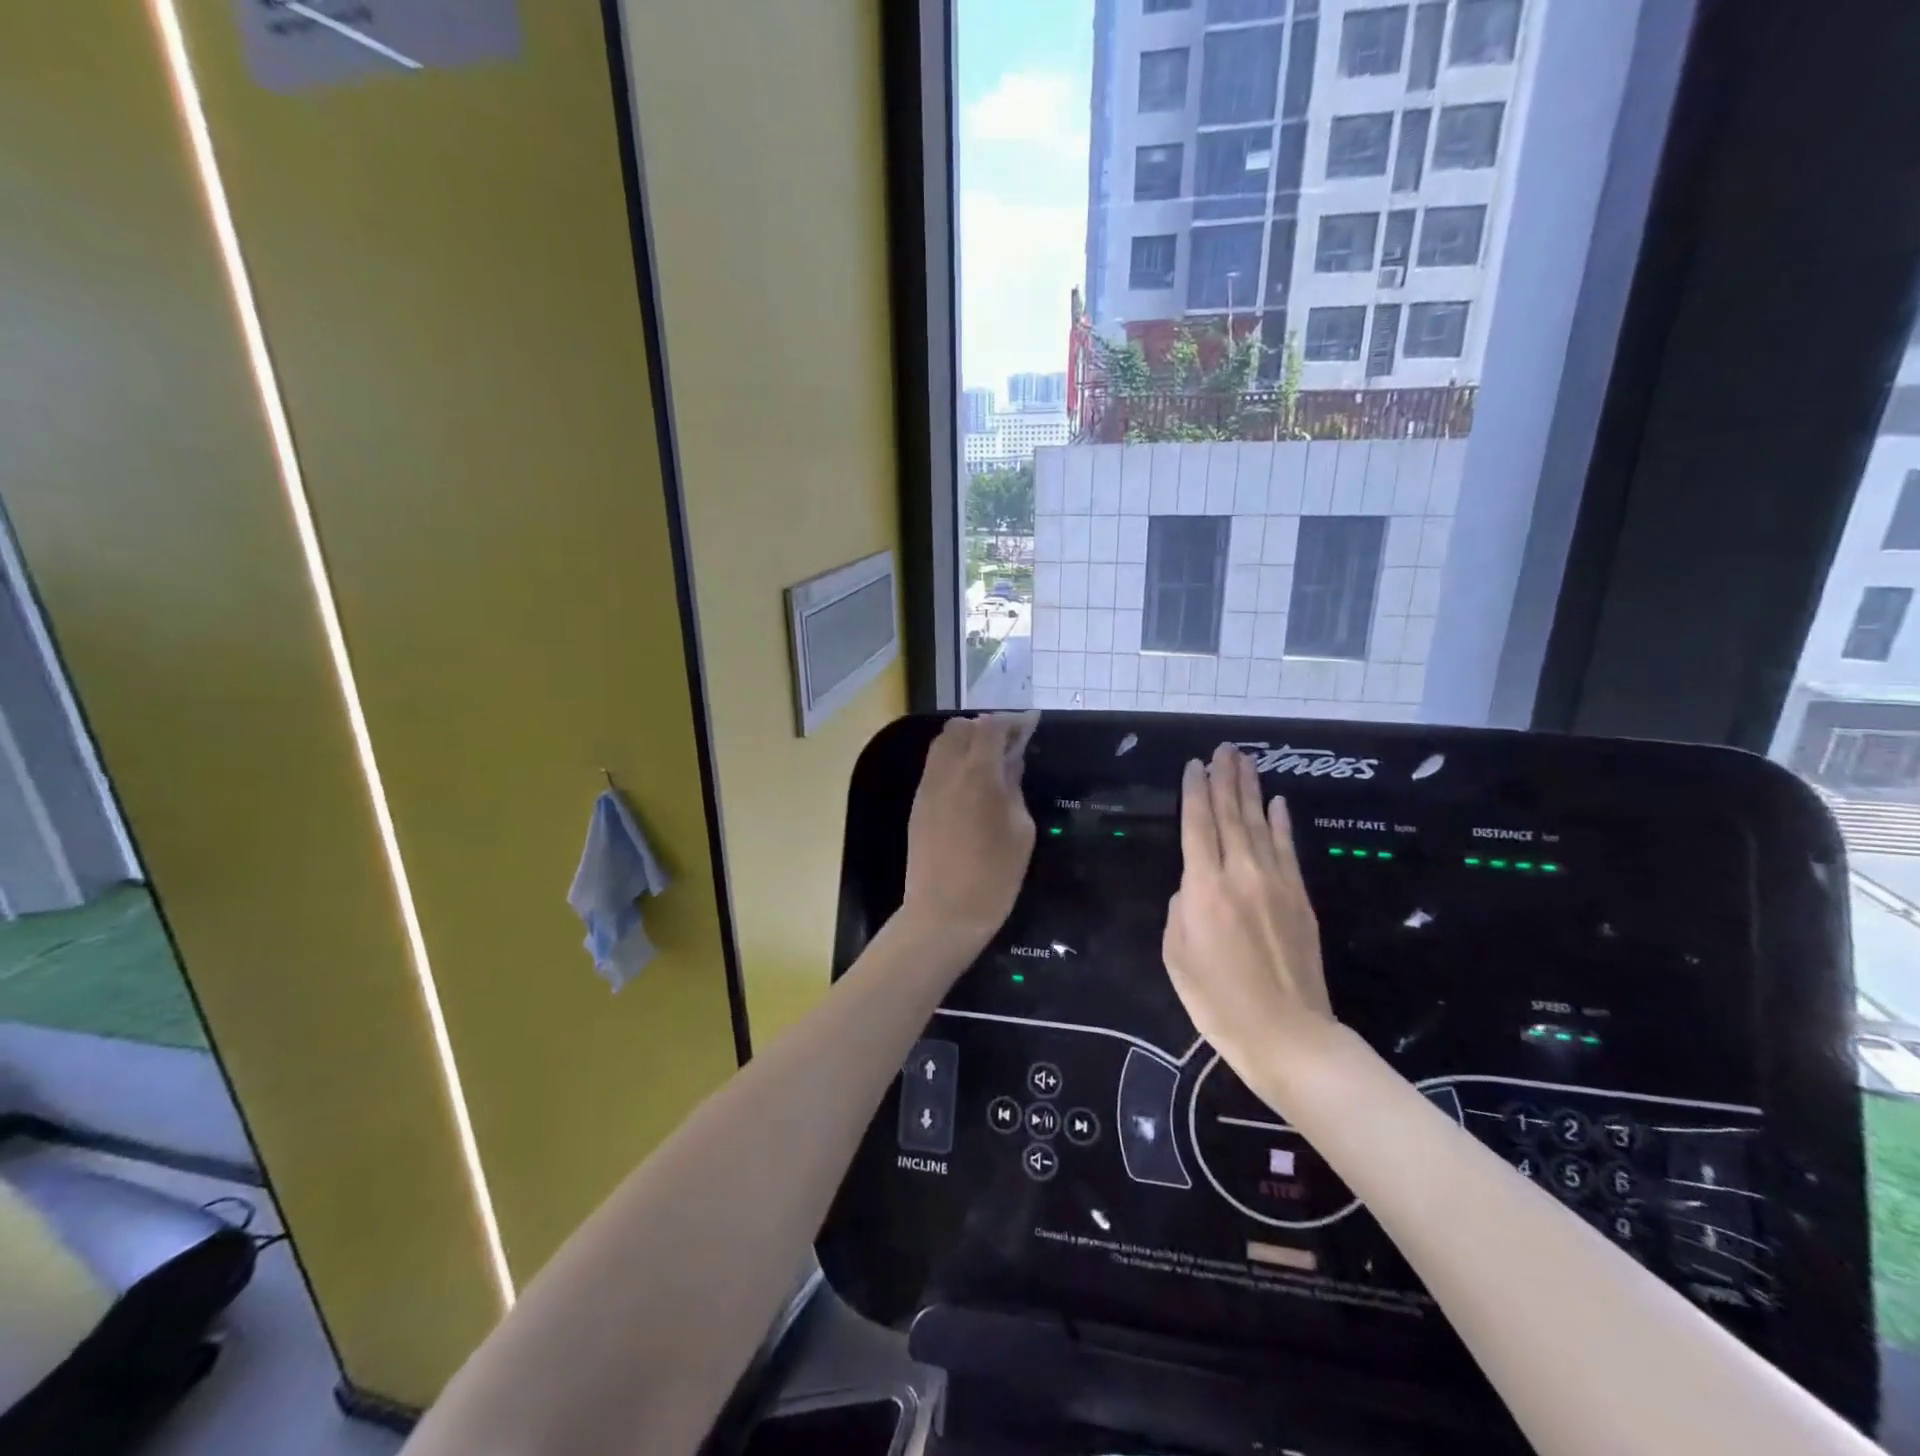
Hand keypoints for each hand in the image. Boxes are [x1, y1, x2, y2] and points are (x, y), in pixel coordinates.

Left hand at [900, 714, 1036, 948]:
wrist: (944, 914)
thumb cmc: (994, 877)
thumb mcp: (1020, 831)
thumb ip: (1014, 787)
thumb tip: (1011, 760)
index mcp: (978, 774)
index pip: (992, 727)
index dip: (1014, 721)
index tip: (1032, 723)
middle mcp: (947, 771)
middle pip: (962, 727)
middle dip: (987, 727)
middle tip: (1011, 743)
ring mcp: (927, 787)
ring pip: (943, 743)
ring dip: (967, 741)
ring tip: (991, 759)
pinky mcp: (918, 804)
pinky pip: (935, 766)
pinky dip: (953, 759)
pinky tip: (971, 780)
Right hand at [1163, 743, 1335, 1081]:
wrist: (1288, 1035)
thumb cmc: (1218, 1001)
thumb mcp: (1176, 956)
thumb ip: (1180, 910)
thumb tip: (1192, 888)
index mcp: (1203, 888)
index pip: (1197, 825)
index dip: (1194, 791)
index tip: (1194, 764)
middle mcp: (1241, 874)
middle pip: (1231, 815)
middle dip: (1226, 778)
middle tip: (1224, 748)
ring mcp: (1276, 883)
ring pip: (1260, 824)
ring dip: (1252, 790)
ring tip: (1245, 761)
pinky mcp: (1300, 898)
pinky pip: (1288, 849)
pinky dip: (1282, 823)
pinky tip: (1279, 803)